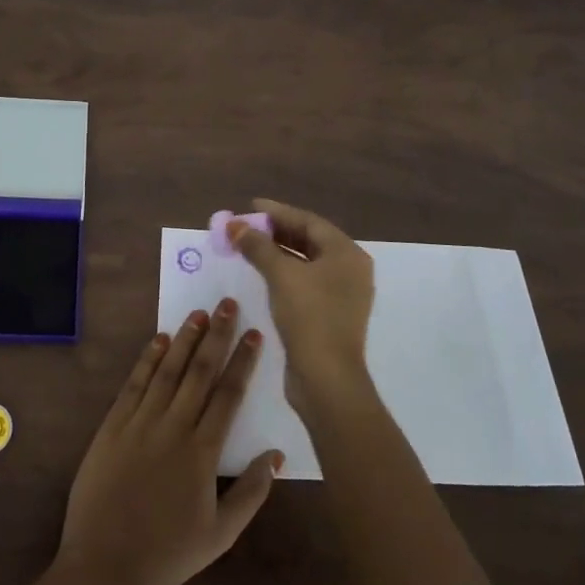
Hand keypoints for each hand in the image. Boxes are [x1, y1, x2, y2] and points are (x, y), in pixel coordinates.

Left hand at [56, 299, 283, 584]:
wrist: (105, 566)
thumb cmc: (168, 554)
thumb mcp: (221, 534)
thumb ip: (252, 493)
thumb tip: (276, 455)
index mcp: (202, 452)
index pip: (228, 395)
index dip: (243, 362)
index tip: (255, 335)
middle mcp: (173, 428)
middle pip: (199, 372)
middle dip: (216, 336)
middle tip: (228, 304)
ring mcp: (139, 423)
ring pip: (167, 371)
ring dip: (184, 339)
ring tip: (198, 313)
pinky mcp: (112, 426)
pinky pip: (133, 385)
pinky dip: (147, 360)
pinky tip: (158, 340)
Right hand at [229, 199, 375, 413]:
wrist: (327, 378)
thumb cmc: (309, 317)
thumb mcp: (281, 275)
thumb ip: (257, 246)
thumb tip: (234, 225)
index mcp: (347, 253)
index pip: (309, 221)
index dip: (278, 212)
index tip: (250, 205)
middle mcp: (350, 269)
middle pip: (310, 239)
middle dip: (276, 231)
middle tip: (246, 226)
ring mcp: (343, 293)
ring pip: (307, 262)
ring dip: (278, 252)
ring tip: (249, 245)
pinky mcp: (331, 314)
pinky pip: (306, 281)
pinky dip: (285, 272)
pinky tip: (263, 272)